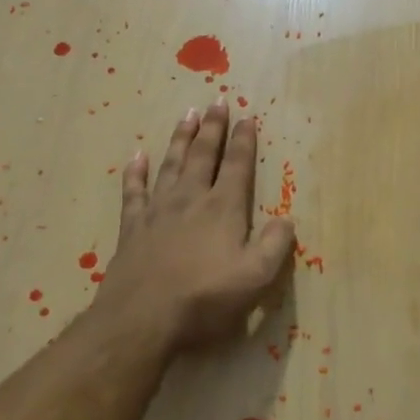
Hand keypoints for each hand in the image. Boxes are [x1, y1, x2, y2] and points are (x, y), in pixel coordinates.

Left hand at [92, 98, 295, 357]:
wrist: (142, 319)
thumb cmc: (205, 298)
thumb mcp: (256, 277)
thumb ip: (275, 245)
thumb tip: (286, 220)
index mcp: (224, 208)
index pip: (238, 166)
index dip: (244, 140)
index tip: (246, 116)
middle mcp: (191, 199)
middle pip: (204, 155)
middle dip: (212, 127)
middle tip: (216, 101)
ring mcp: (158, 211)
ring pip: (171, 164)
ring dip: (181, 138)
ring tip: (187, 114)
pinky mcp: (132, 227)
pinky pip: (134, 191)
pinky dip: (136, 172)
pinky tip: (137, 156)